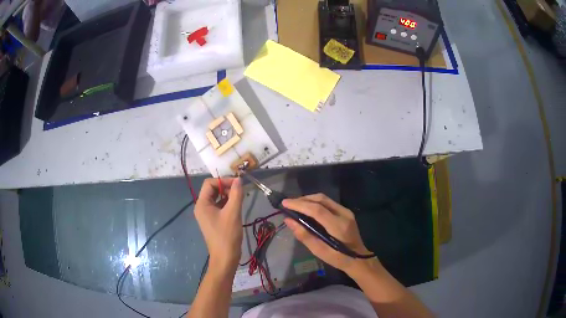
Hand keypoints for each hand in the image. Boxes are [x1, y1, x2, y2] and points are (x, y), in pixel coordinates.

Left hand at [195, 178, 242, 271]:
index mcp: (202, 204)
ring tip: (241, 197)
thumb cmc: (227, 235)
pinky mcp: (213, 220)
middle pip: (213, 190)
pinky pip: (219, 207)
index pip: (210, 183)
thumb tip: (239, 179)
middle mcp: (202, 207)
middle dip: (226, 187)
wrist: (225, 258)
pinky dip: (228, 203)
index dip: (223, 180)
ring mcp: (207, 215)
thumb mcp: (233, 213)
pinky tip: (238, 206)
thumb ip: (236, 194)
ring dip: (228, 195)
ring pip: (217, 198)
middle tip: (241, 190)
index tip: (238, 184)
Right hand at [283, 193, 372, 273]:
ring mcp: (346, 211)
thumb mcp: (319, 251)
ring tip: (295, 205)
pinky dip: (315, 203)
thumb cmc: (338, 259)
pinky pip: (328, 202)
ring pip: (324, 199)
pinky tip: (307, 208)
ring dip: (308, 199)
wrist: (359, 259)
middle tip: (288, 203)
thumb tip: (288, 220)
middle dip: (303, 199)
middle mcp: (344, 214)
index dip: (299, 205)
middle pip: (321, 199)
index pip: (317, 210)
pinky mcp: (346, 212)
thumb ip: (304, 235)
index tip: (284, 203)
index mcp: (338, 226)